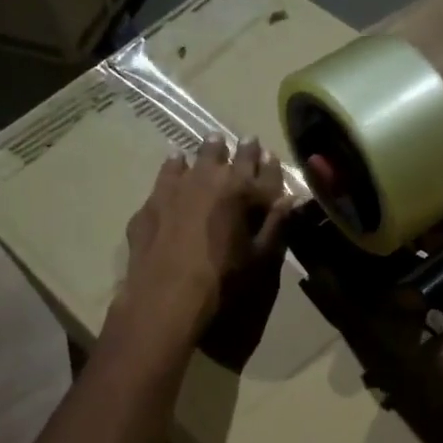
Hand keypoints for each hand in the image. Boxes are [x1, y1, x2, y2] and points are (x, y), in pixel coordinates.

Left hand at [119, 137, 293, 339]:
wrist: (166, 300)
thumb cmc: (224, 283)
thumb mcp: (262, 259)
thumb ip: (276, 225)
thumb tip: (290, 199)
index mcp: (243, 193)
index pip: (263, 169)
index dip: (269, 163)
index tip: (269, 154)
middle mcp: (210, 180)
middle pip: (227, 156)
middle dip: (239, 150)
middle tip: (245, 141)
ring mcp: (176, 188)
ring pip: (195, 159)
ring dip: (207, 152)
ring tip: (212, 143)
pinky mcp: (152, 204)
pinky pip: (167, 174)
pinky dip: (175, 166)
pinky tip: (175, 162)